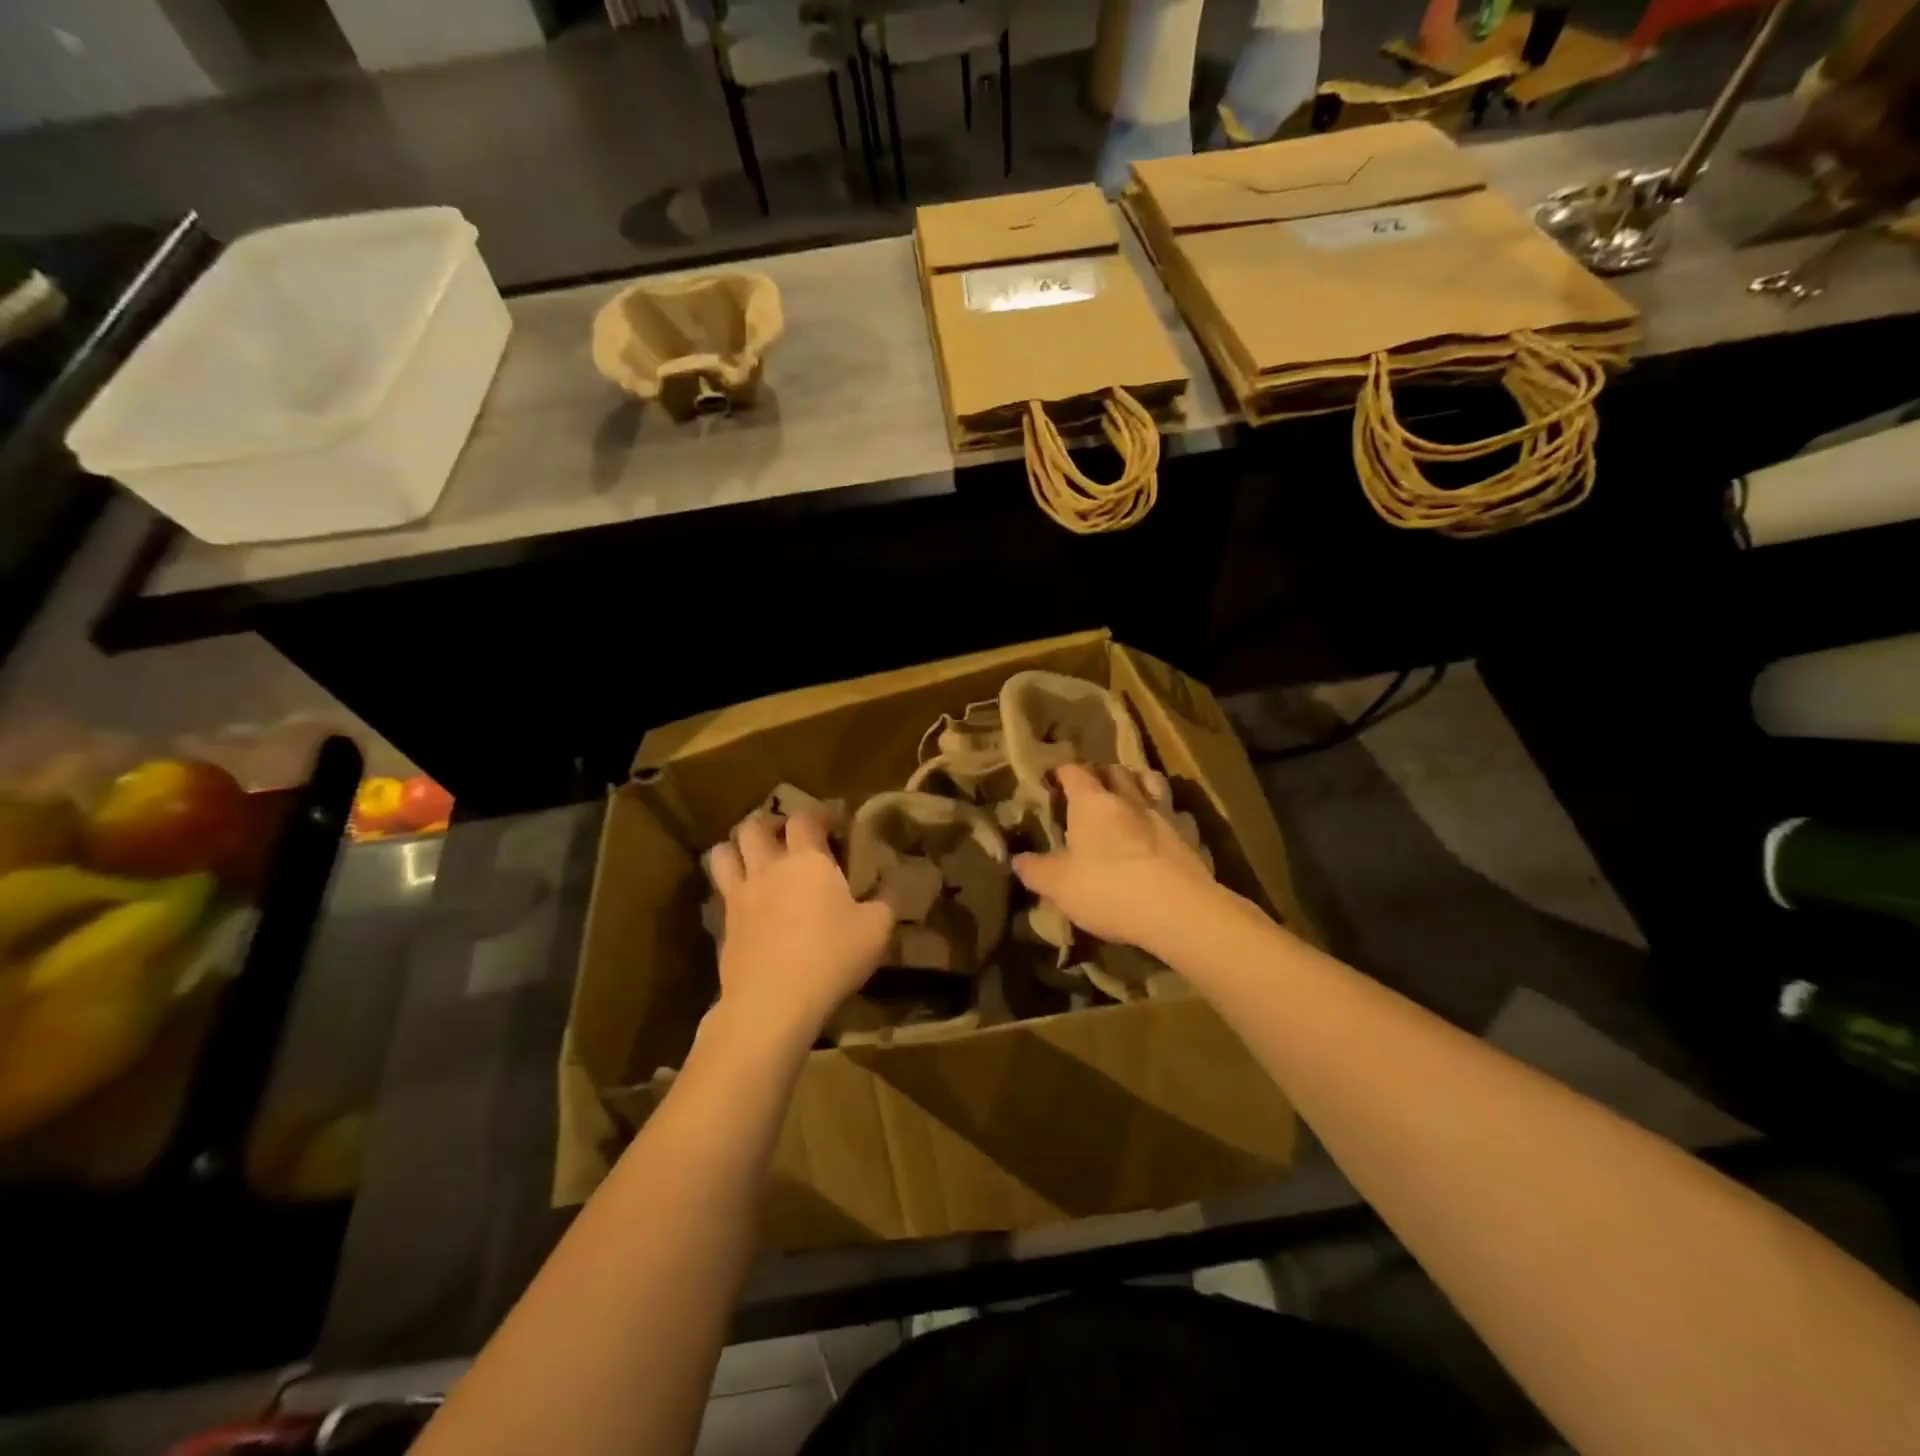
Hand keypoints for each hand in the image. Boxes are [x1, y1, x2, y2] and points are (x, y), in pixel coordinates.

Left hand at [706, 812, 892, 1042]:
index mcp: (808, 860)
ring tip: (755, 859)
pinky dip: (729, 883)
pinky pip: (719, 889)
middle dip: (770, 825)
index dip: (818, 814)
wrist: (773, 1001)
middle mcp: (769, 867)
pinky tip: (747, 899)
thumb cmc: (831, 957)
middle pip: (754, 827)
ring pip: (723, 852)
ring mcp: (741, 894)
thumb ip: (886, 900)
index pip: (805, 818)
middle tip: (786, 838)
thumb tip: (892, 884)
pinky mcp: (724, 922)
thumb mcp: (877, 929)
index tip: (831, 822)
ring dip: (738, 848)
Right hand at [1012, 763, 1228, 955]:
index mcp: (1092, 803)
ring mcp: (1164, 814)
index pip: (1074, 772)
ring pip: (1152, 783)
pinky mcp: (1190, 836)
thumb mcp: (1059, 885)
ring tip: (1130, 797)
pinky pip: (1178, 815)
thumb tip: (1017, 860)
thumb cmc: (1107, 888)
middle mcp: (1128, 799)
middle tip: (1092, 788)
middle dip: (1102, 774)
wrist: (1177, 910)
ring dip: (1139, 784)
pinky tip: (1164, 831)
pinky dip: (1169, 816)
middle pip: (1115, 770)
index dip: (1062, 772)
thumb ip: (1036, 870)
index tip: (1053, 779)